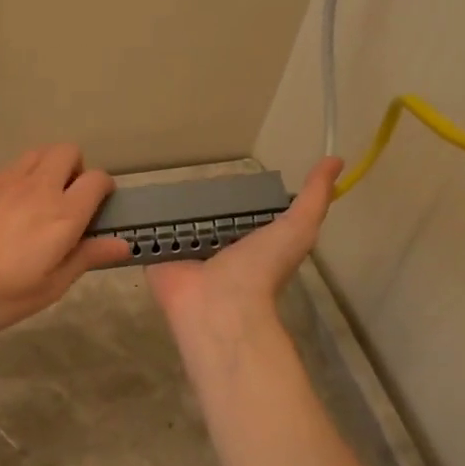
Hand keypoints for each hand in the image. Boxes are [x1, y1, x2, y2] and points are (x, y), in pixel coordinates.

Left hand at [0, 145, 134, 334]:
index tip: (98, 211)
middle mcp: (37, 188)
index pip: (97, 180)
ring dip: (47, 168)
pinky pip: (8, 168)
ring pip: (37, 153)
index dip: (104, 190)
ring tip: (36, 203)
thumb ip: (85, 259)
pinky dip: (16, 180)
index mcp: (62, 215)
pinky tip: (1, 212)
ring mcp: (3, 180)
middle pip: (68, 151)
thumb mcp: (46, 289)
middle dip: (76, 169)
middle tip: (67, 203)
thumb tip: (123, 244)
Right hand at [147, 158, 343, 345]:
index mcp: (249, 242)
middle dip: (197, 199)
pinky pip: (146, 235)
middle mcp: (217, 248)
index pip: (241, 212)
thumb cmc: (260, 268)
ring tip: (153, 179)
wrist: (219, 304)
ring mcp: (184, 253)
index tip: (227, 170)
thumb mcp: (298, 228)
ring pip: (175, 223)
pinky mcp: (156, 257)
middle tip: (183, 172)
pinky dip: (139, 221)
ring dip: (167, 207)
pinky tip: (129, 200)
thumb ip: (314, 197)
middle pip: (206, 216)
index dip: (238, 194)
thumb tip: (334, 160)